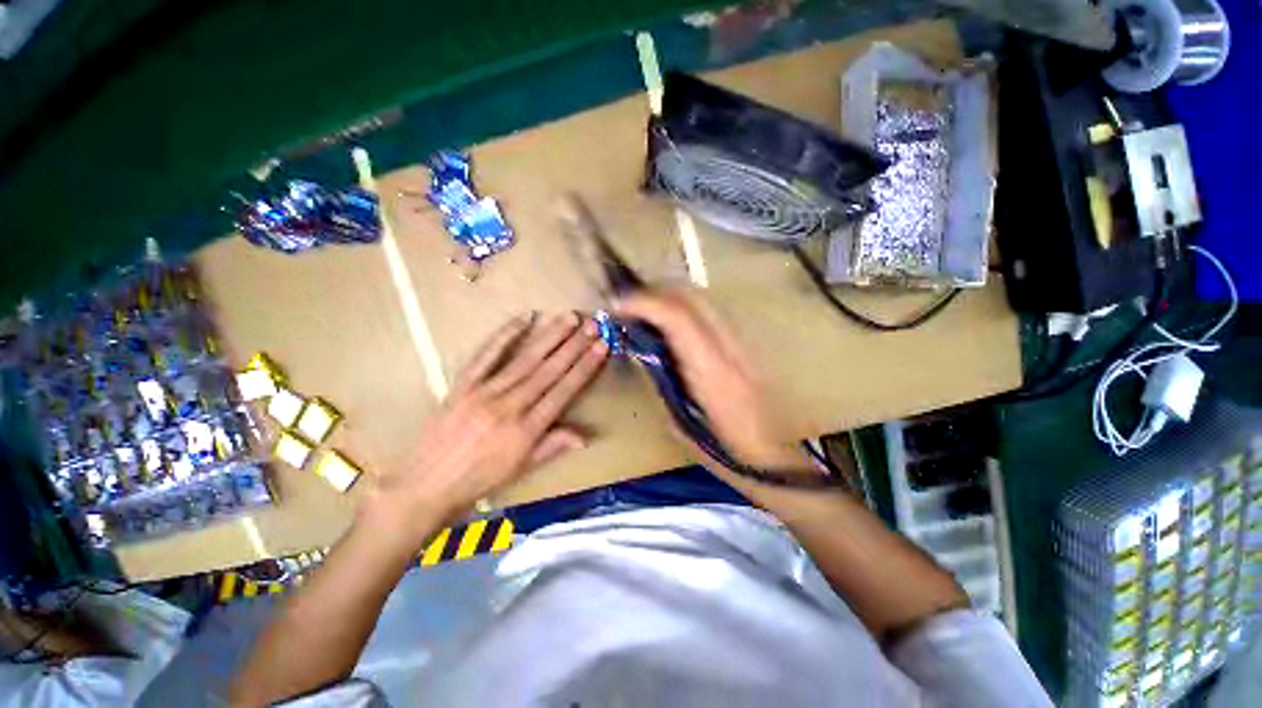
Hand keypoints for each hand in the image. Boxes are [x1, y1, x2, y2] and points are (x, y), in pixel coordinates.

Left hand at [365, 312, 607, 534]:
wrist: (424, 486)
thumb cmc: (479, 481)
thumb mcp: (521, 469)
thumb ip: (553, 446)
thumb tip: (585, 436)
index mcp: (527, 430)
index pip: (563, 391)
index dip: (584, 367)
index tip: (601, 347)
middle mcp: (509, 406)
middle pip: (548, 370)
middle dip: (573, 345)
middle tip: (592, 324)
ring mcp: (484, 392)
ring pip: (525, 359)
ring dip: (549, 336)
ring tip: (569, 318)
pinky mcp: (463, 384)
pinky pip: (486, 354)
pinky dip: (506, 334)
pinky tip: (524, 317)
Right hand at [615, 290, 809, 470]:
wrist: (776, 460)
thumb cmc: (725, 454)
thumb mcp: (680, 425)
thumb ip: (660, 383)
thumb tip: (641, 352)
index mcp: (712, 374)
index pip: (679, 319)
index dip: (645, 304)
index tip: (619, 305)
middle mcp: (730, 351)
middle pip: (692, 300)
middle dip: (655, 294)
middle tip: (628, 305)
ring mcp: (742, 346)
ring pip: (704, 302)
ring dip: (670, 298)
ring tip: (645, 311)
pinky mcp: (746, 347)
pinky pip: (711, 314)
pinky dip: (685, 309)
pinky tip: (671, 323)